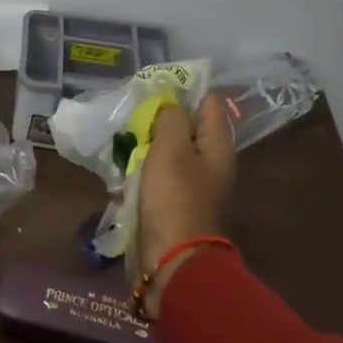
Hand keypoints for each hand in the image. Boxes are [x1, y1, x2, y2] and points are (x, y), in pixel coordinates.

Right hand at [136, 94, 235, 309]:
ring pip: (170, 149)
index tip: (153, 85)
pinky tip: (124, 162)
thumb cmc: (174, 196)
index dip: (183, 89)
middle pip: (188, 126)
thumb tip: (169, 103)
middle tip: (133, 109)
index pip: (208, 103)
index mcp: (218, 145)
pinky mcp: (173, 201)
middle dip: (161, 116)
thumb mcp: (171, 147)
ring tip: (124, 133)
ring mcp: (192, 183)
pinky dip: (143, 165)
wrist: (172, 257)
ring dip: (148, 141)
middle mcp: (210, 161)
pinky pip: (158, 172)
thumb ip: (170, 117)